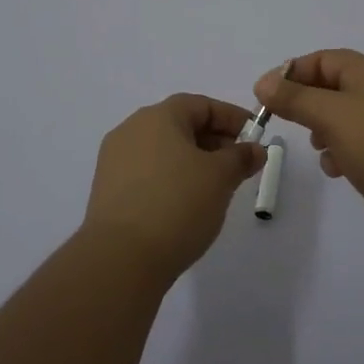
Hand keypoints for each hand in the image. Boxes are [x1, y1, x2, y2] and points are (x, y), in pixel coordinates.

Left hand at [83, 94, 266, 283]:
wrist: (120, 259)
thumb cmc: (177, 204)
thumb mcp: (220, 177)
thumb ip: (241, 157)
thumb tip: (255, 149)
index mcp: (157, 116)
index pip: (201, 105)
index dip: (231, 118)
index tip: (255, 138)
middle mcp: (131, 130)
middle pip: (180, 125)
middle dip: (214, 141)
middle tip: (239, 164)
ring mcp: (115, 161)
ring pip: (164, 151)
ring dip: (193, 162)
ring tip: (217, 187)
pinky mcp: (108, 191)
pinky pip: (148, 173)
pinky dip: (172, 179)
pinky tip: (188, 204)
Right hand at [254, 50, 363, 242]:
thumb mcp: (330, 114)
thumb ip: (294, 97)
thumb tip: (264, 82)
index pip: (325, 59)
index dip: (293, 71)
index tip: (266, 92)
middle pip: (333, 87)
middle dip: (306, 102)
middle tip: (282, 118)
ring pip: (343, 117)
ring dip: (322, 128)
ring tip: (316, 145)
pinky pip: (357, 143)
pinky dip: (340, 151)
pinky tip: (335, 169)